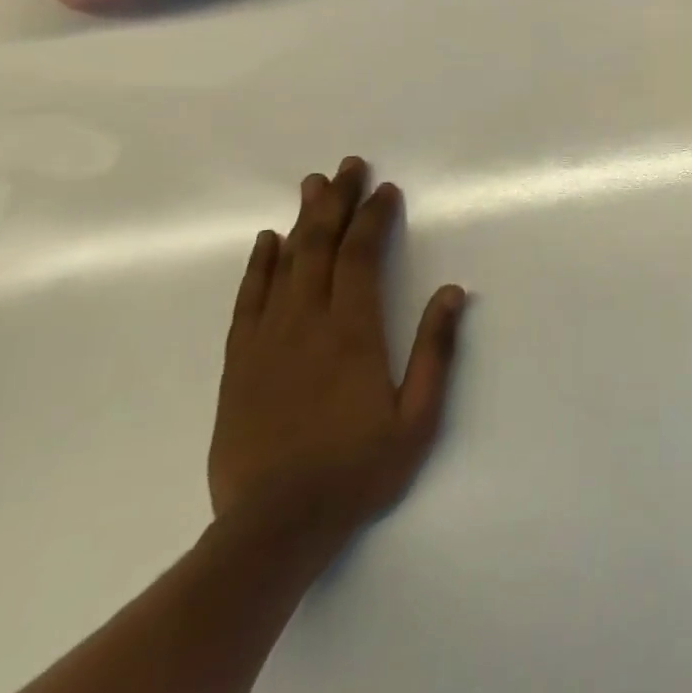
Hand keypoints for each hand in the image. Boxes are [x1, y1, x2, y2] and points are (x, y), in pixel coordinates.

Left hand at [209, 158, 467, 544]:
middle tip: (346, 166)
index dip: (374, 218)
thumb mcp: (417, 417)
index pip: (362, 256)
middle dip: (337, 202)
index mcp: (353, 332)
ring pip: (284, 265)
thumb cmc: (357, 470)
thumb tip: (451, 291)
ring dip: (301, 221)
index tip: (385, 190)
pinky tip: (266, 242)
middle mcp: (307, 323)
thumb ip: (435, 350)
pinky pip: (248, 301)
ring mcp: (267, 341)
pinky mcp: (240, 364)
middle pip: (320, 247)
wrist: (274, 526)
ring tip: (312, 186)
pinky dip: (258, 266)